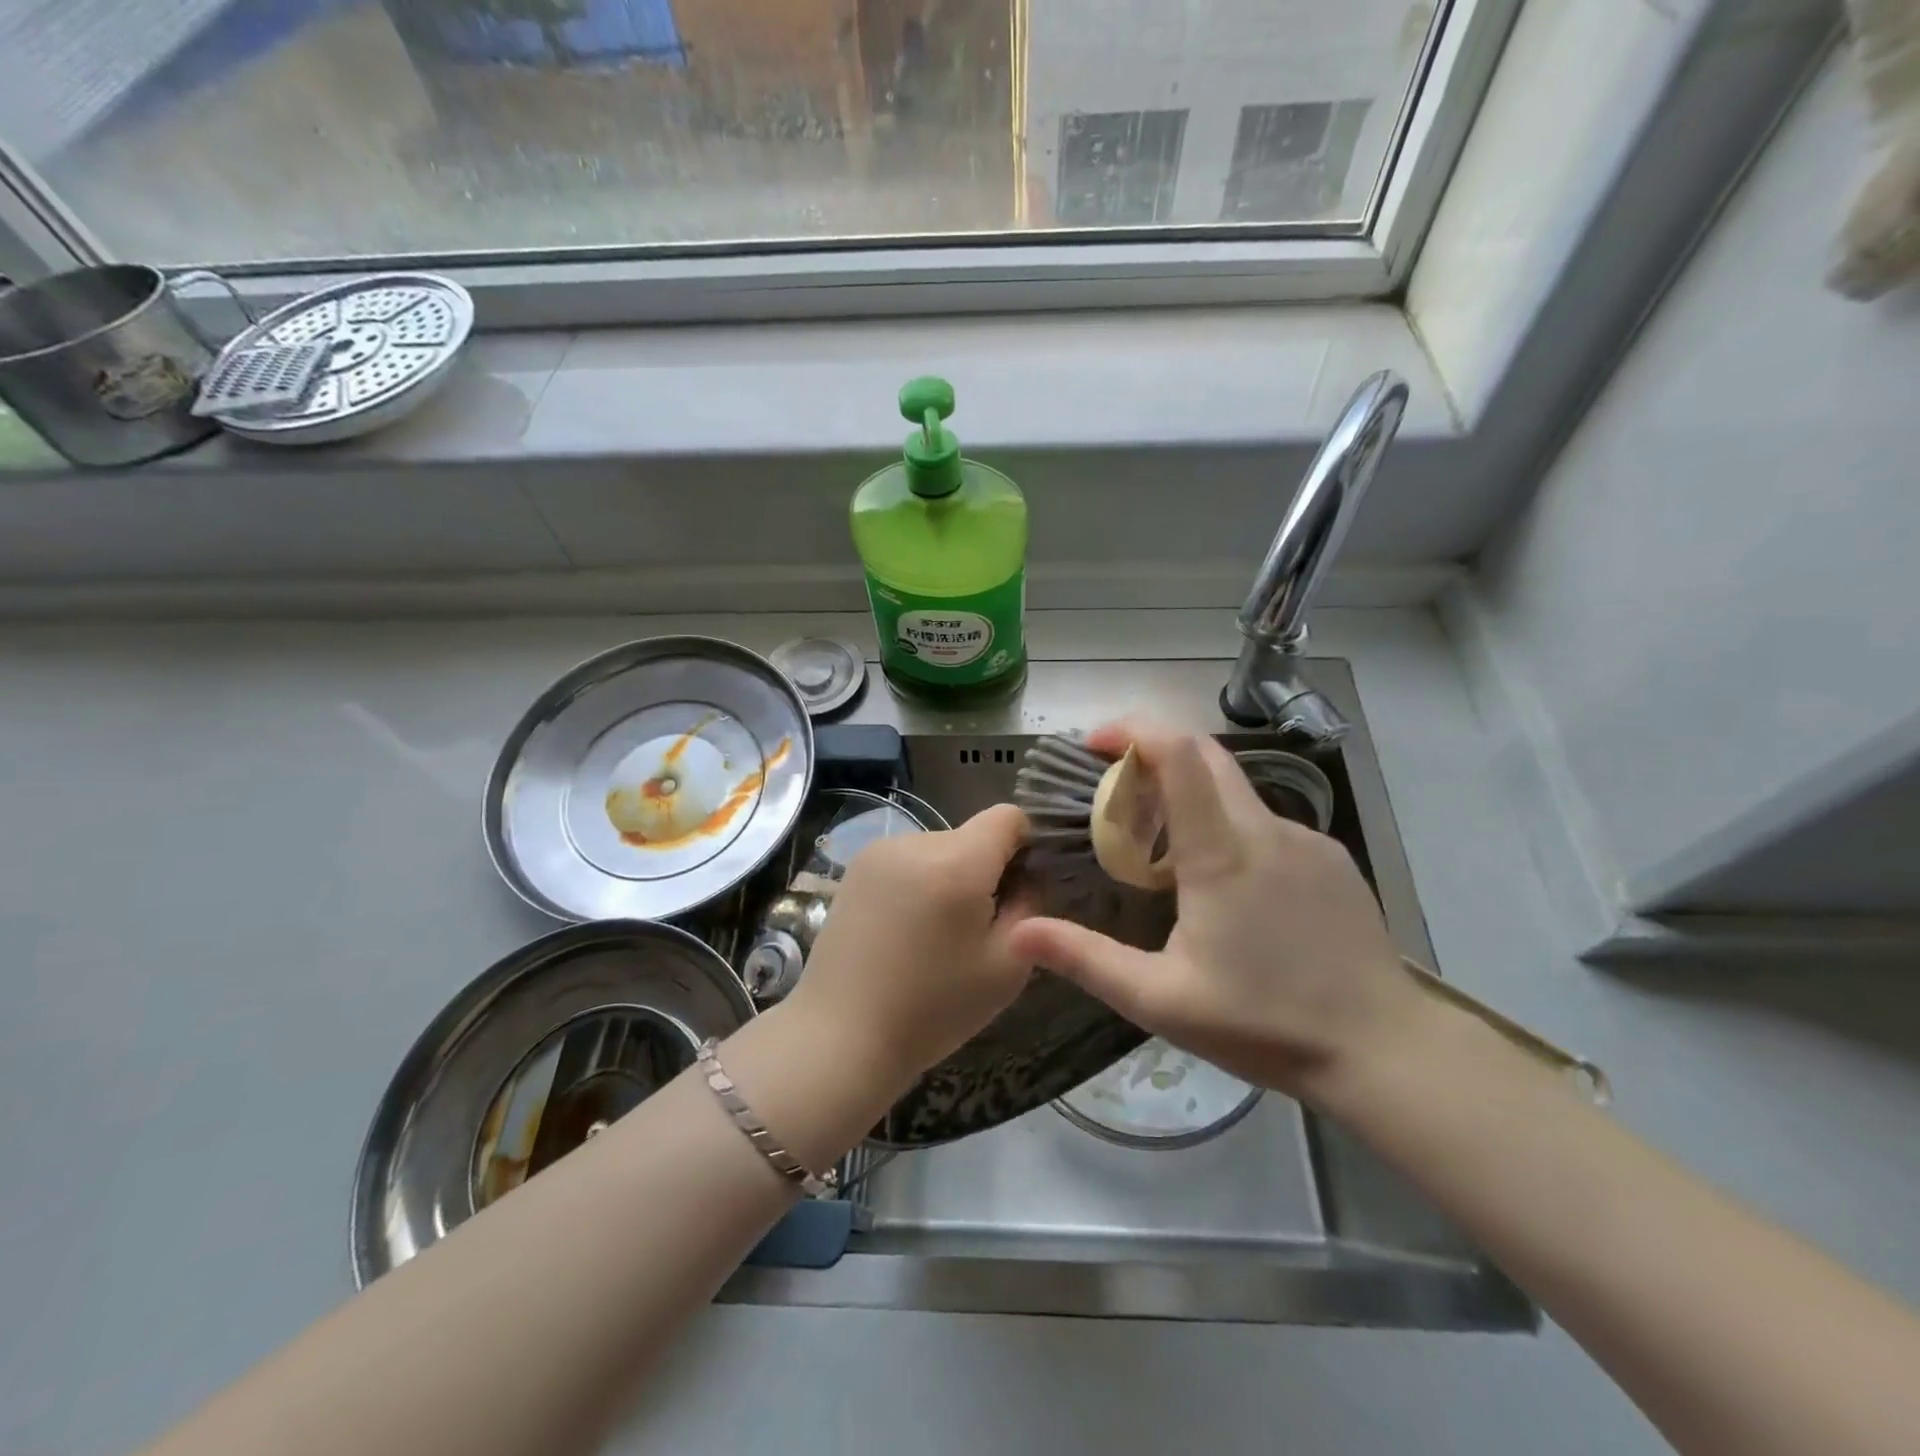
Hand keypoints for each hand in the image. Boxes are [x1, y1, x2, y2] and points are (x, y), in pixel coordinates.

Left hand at [783, 804, 1034, 1096]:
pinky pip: (907, 860)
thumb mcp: (1007, 965)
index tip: (1020, 888)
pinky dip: (919, 883)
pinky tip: (905, 930)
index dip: (1026, 845)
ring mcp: (879, 851)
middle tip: (978, 926)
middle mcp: (916, 841)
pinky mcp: (855, 867)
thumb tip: (1029, 874)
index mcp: (957, 861)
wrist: (842, 1035)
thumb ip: (1030, 905)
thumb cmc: (933, 1008)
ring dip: (950, 876)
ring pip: (939, 848)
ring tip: (936, 933)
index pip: (1008, 816)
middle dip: (985, 869)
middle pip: (972, 835)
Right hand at [1006, 724, 1424, 1100]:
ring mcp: (1306, 839)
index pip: (1179, 753)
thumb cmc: (1265, 1023)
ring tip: (1160, 850)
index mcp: (1222, 851)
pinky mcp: (1331, 859)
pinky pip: (1265, 823)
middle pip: (1206, 756)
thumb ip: (1086, 959)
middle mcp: (1266, 829)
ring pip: (1235, 792)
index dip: (1134, 730)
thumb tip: (1017, 931)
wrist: (1384, 1050)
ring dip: (1190, 797)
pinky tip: (1223, 884)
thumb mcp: (1160, 999)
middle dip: (1153, 752)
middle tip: (1114, 789)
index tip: (1094, 743)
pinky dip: (1228, 826)